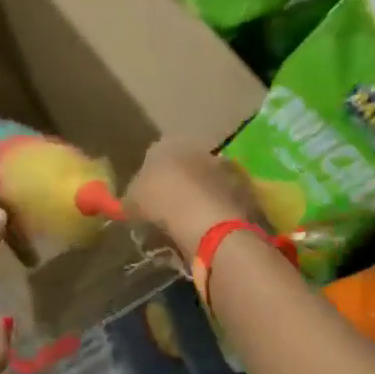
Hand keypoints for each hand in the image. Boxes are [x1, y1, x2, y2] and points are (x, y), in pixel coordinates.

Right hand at [123, 140, 260, 262]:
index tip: (146, 198)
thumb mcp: (131, 203)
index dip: (149, 177)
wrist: (206, 219)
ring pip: (205, 182)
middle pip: (183, 166)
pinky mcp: (243, 188)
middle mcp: (196, 148)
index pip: (153, 155)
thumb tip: (131, 202)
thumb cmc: (160, 202)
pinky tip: (207, 229)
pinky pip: (222, 199)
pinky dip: (216, 210)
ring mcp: (223, 167)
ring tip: (188, 223)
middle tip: (167, 210)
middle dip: (177, 184)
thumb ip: (131, 198)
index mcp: (165, 144)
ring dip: (198, 197)